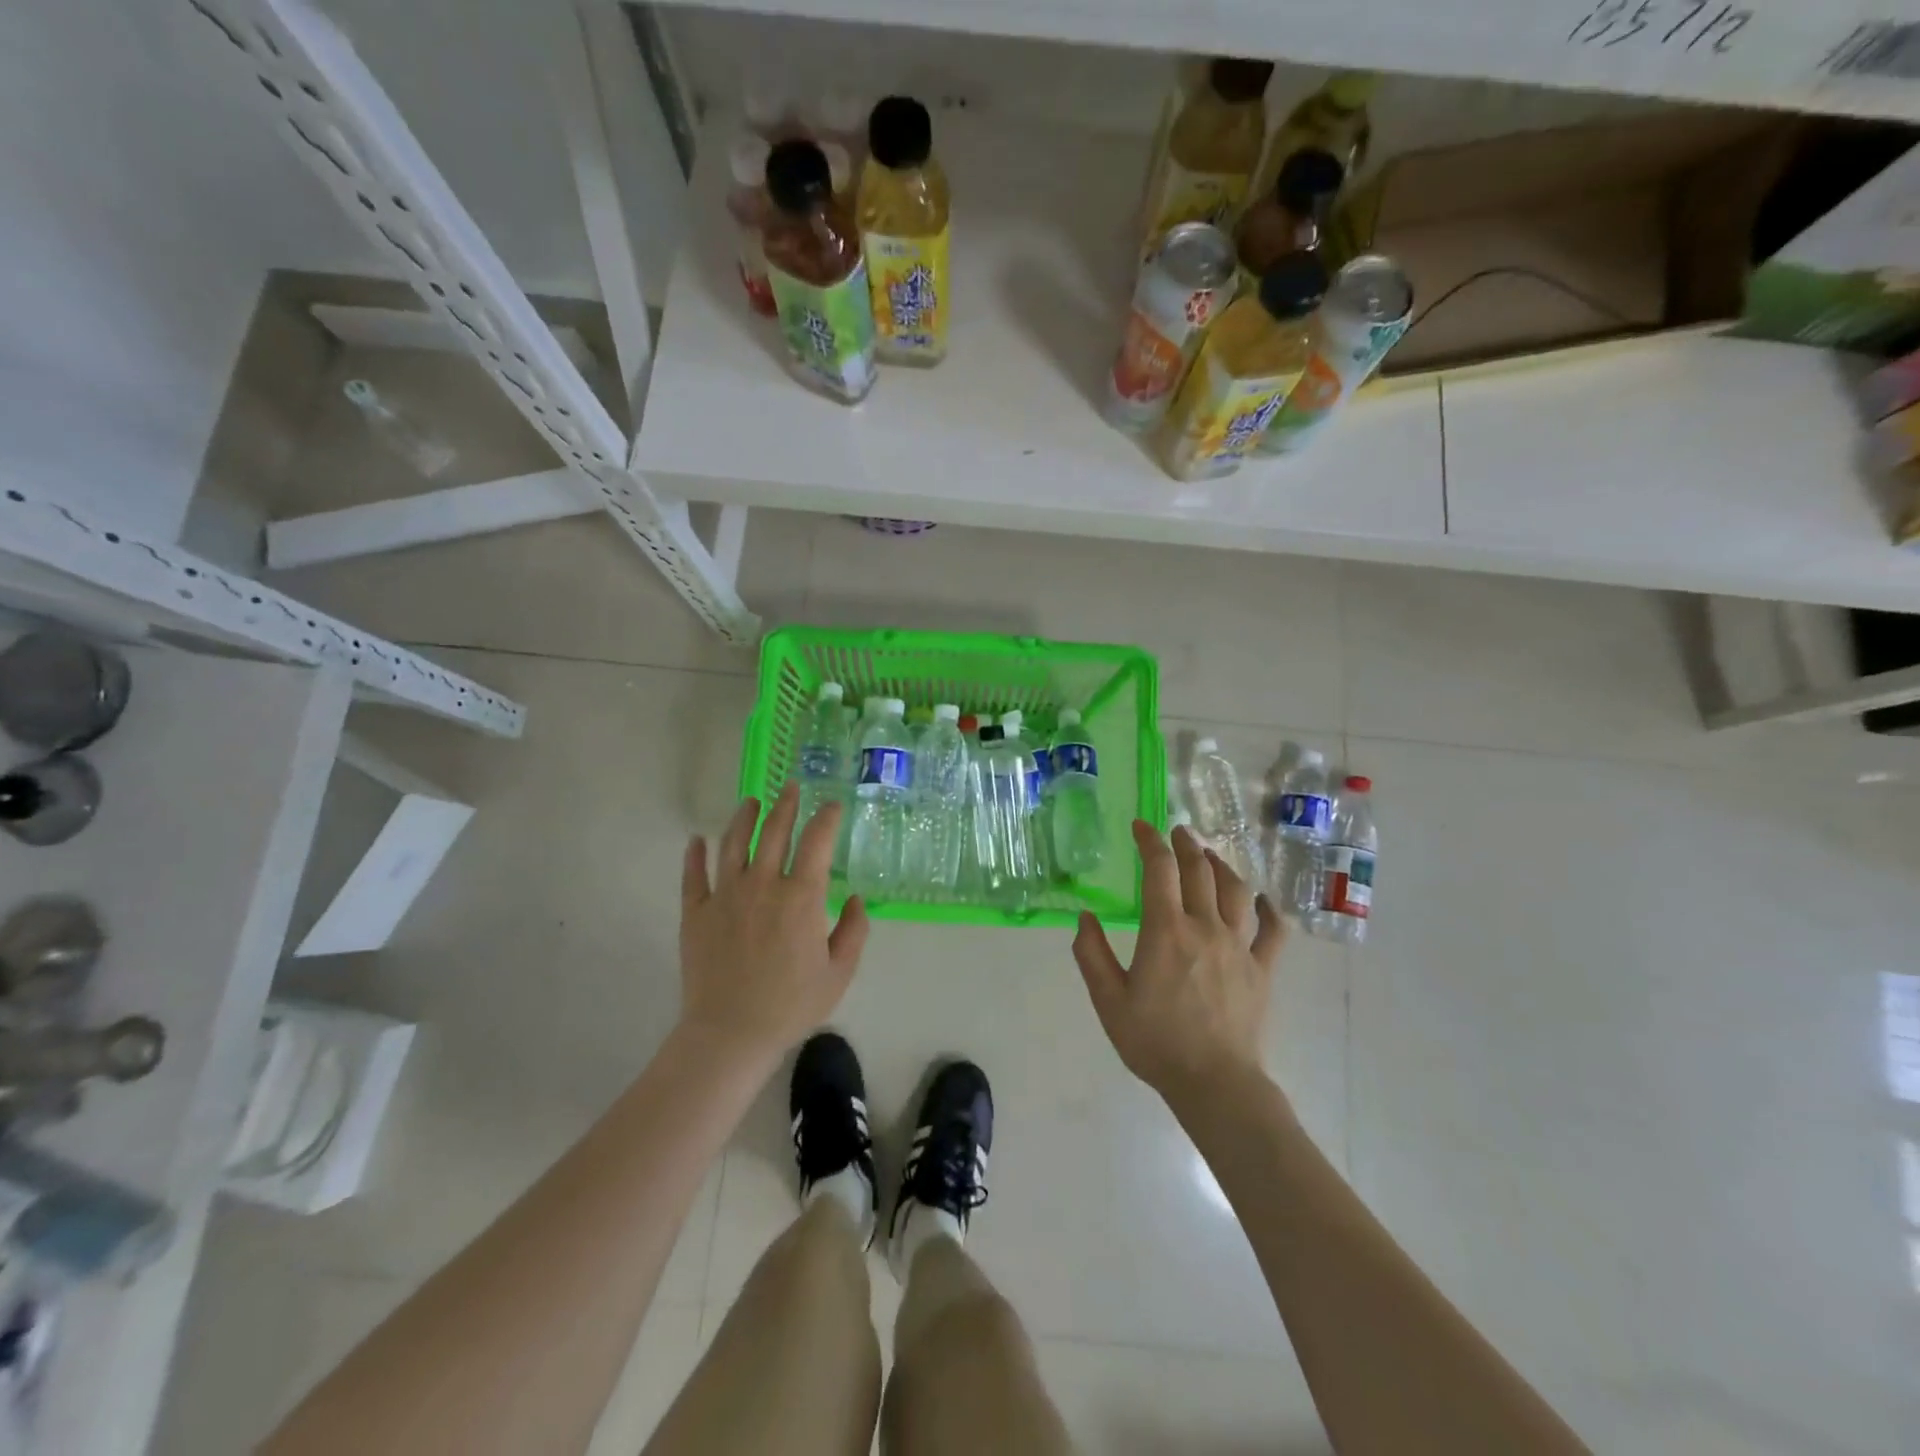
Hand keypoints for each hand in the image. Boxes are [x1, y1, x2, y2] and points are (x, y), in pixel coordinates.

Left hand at [679, 784, 870, 1062]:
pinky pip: (693, 875)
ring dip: (743, 817)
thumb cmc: (791, 1005)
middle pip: (773, 831)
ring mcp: (725, 895)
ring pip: (733, 843)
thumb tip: (856, 898)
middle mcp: (763, 884)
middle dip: (785, 805)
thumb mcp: (839, 973)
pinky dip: (694, 855)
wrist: (731, 1033)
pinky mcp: (695, 912)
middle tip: (790, 787)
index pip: (816, 842)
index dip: (826, 818)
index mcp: (801, 896)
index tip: (832, 805)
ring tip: (751, 801)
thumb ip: (854, 931)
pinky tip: (695, 840)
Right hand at [1073, 821, 1284, 1111]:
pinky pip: (1273, 930)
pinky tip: (1262, 900)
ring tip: (1210, 856)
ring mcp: (1240, 946)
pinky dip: (1269, 909)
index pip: (1159, 869)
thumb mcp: (1108, 1000)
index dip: (1150, 841)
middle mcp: (1206, 927)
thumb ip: (1091, 954)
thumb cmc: (1155, 1041)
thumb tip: (1085, 917)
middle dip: (1186, 845)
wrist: (1214, 1082)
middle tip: (1176, 832)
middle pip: (1200, 871)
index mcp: (1166, 930)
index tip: (1140, 825)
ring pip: (1237, 890)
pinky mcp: (1263, 968)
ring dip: (1222, 866)